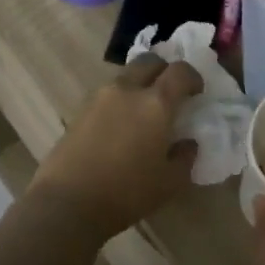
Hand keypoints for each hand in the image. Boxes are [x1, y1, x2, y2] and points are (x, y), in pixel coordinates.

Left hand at [28, 53, 202, 242]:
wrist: (68, 202)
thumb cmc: (127, 192)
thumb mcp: (170, 182)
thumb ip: (185, 156)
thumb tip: (188, 142)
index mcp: (155, 103)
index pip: (180, 71)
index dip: (193, 77)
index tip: (197, 93)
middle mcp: (127, 90)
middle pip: (149, 62)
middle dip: (164, 71)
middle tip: (170, 94)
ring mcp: (99, 97)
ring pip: (125, 76)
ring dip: (140, 84)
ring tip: (144, 112)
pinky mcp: (80, 110)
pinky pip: (107, 94)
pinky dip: (120, 100)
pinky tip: (121, 126)